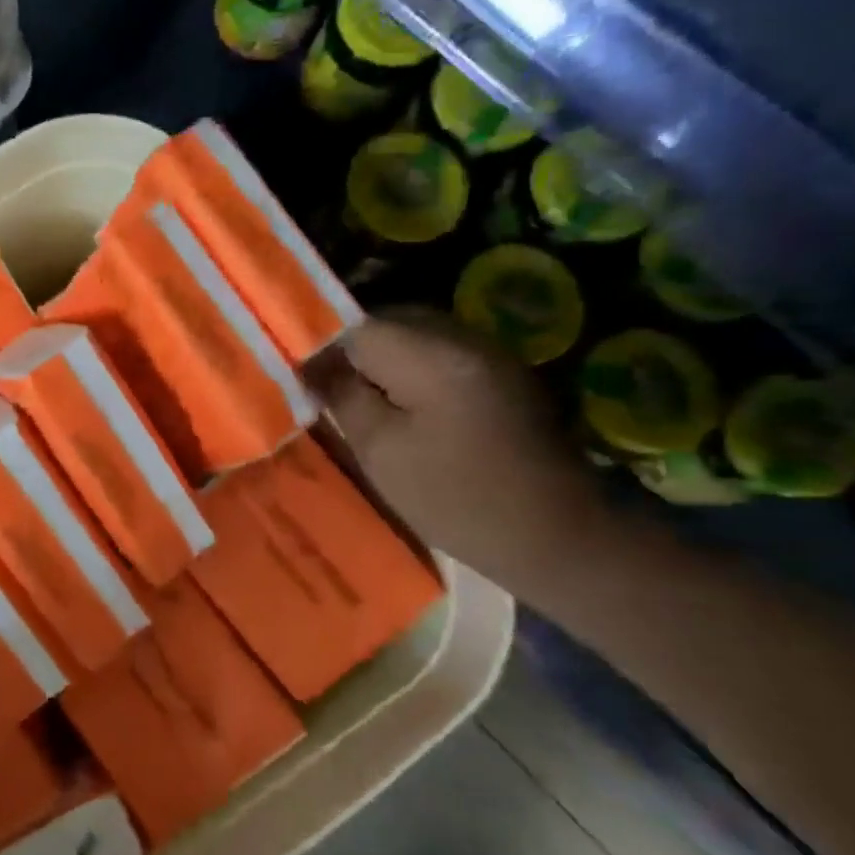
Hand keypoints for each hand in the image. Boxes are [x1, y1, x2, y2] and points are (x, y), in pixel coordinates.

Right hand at [314, 310, 613, 594]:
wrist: (556, 534)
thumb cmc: (456, 499)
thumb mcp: (380, 452)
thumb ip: (341, 396)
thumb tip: (308, 364)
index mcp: (430, 356)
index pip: (354, 326)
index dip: (319, 346)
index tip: (298, 375)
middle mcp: (462, 337)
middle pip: (385, 321)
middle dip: (348, 348)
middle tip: (322, 385)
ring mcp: (487, 351)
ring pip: (411, 334)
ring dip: (378, 357)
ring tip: (355, 394)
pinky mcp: (498, 370)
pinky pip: (436, 351)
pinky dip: (407, 366)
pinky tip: (398, 400)